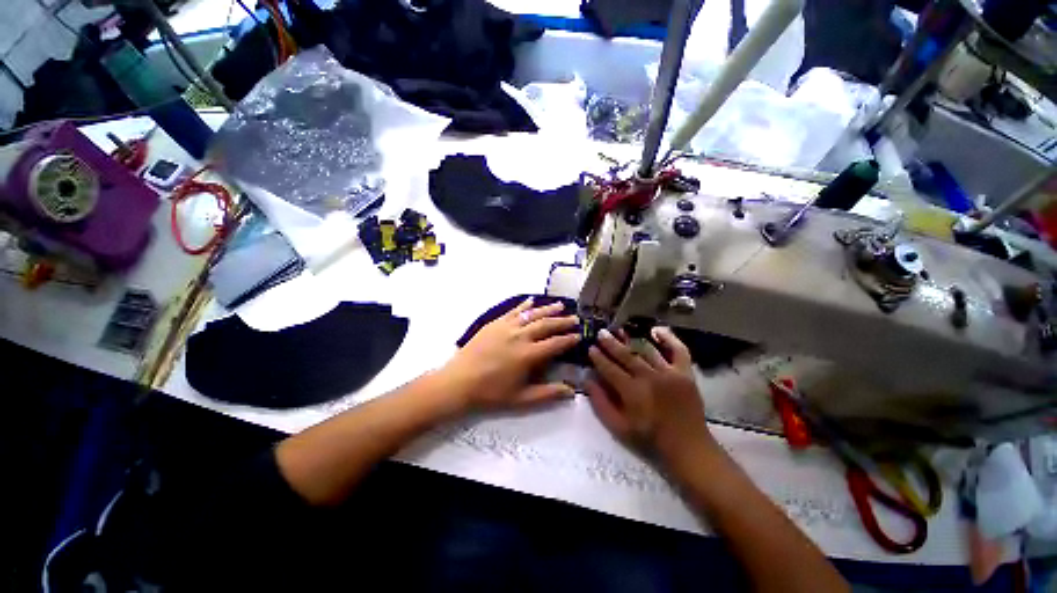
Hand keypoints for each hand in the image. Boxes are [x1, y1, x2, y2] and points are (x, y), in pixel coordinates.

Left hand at [443, 298, 580, 409]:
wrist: (459, 381)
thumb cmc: (490, 393)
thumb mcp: (521, 398)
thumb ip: (548, 393)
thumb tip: (571, 391)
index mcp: (529, 355)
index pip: (555, 343)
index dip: (569, 339)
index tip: (579, 335)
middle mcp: (521, 336)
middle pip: (547, 325)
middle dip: (563, 321)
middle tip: (575, 318)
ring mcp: (507, 327)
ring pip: (532, 314)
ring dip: (548, 309)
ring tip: (560, 305)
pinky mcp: (495, 323)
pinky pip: (513, 311)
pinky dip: (524, 305)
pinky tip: (532, 300)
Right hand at [586, 326, 717, 467]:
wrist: (687, 445)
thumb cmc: (649, 437)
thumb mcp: (618, 427)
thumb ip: (601, 403)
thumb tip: (587, 380)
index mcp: (632, 391)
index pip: (610, 368)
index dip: (598, 357)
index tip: (591, 348)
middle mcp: (649, 377)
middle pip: (625, 355)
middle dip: (610, 343)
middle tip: (601, 332)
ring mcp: (669, 373)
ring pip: (647, 350)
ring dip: (632, 339)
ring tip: (620, 330)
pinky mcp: (685, 373)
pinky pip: (678, 350)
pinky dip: (669, 338)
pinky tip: (656, 331)